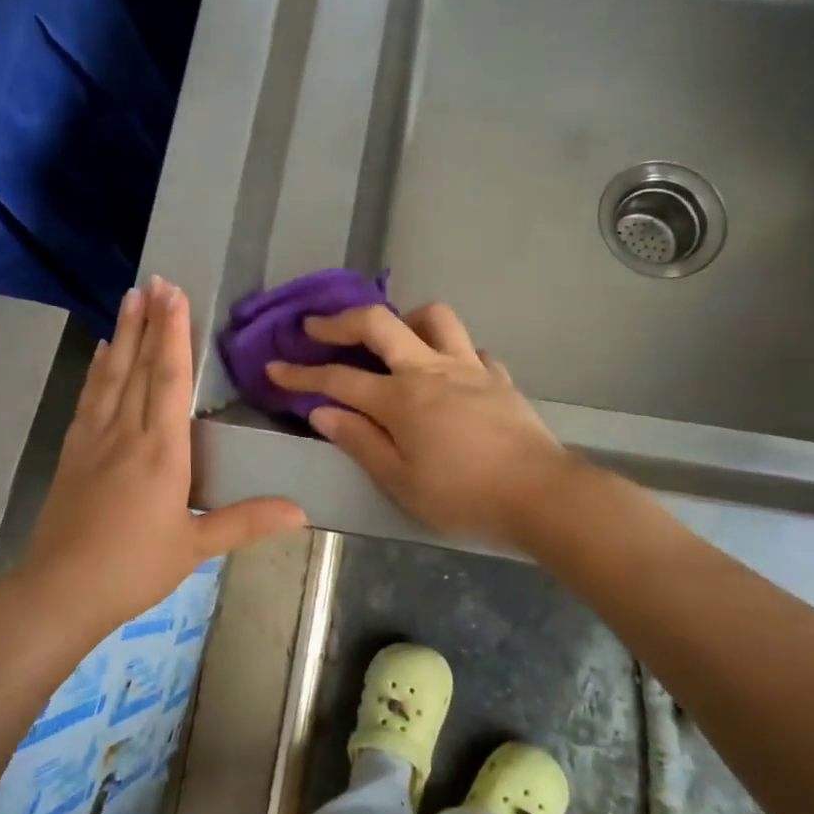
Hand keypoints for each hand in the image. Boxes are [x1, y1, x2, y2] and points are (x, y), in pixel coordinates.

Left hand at [20, 278, 307, 633]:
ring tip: (128, 299)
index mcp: (161, 452)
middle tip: (153, 280)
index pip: (168, 380)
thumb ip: (246, 521)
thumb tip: (301, 511)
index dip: (173, 335)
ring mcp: (93, 440)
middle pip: (138, 366)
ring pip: (110, 376)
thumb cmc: (133, 568)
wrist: (60, 592)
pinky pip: (89, 399)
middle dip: (148, 321)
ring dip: (122, 335)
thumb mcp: (195, 546)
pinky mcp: (72, 454)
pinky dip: (97, 370)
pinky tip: (101, 353)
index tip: (174, 296)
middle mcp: (126, 434)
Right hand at [266, 301, 574, 546]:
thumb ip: (360, 441)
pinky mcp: (497, 375)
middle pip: (379, 324)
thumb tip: (321, 411)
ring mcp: (468, 366)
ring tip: (393, 338)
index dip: (301, 374)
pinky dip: (450, 351)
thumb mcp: (400, 481)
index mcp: (400, 399)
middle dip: (340, 321)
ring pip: (433, 316)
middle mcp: (430, 370)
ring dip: (404, 319)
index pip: (338, 379)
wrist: (539, 494)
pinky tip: (447, 371)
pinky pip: (469, 347)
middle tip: (316, 327)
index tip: (274, 368)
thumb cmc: (463, 496)